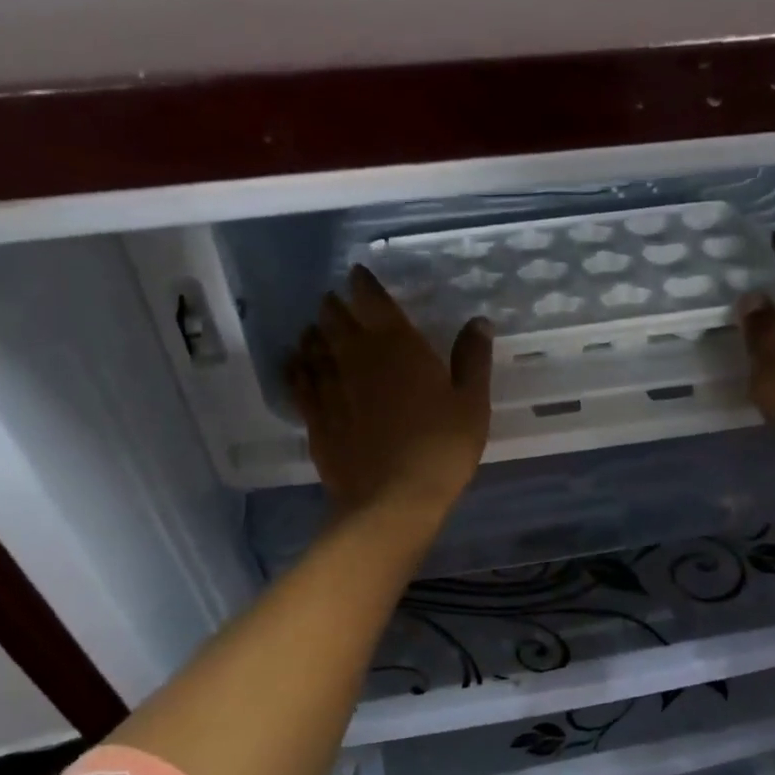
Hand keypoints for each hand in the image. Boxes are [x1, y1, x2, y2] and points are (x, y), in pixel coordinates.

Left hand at [287, 265, 492, 522]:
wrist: (392, 499)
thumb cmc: (441, 448)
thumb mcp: (472, 403)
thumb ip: (472, 359)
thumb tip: (478, 321)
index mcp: (397, 346)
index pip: (372, 300)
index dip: (363, 284)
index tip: (358, 275)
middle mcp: (357, 358)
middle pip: (336, 319)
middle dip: (335, 306)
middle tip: (335, 301)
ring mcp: (330, 388)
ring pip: (313, 347)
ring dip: (314, 333)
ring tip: (315, 328)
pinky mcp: (315, 418)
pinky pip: (299, 382)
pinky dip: (296, 367)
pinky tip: (296, 363)